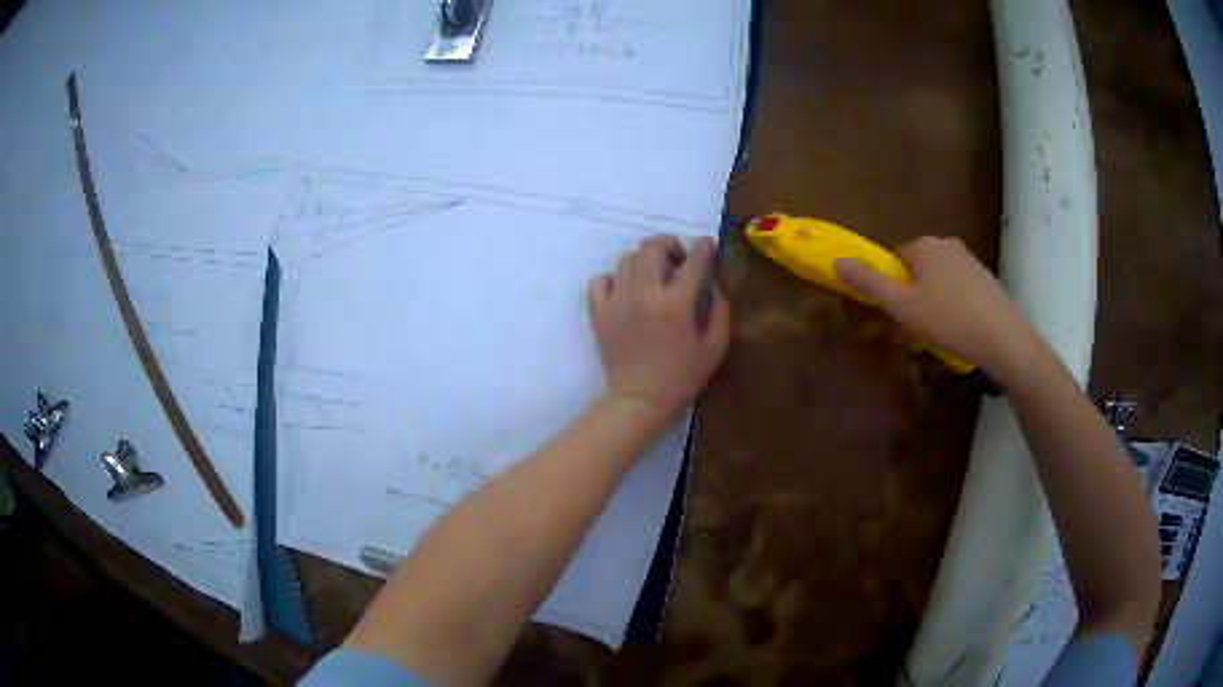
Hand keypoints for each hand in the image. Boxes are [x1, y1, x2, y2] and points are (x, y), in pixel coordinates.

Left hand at [589, 235, 730, 423]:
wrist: (640, 400)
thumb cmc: (682, 376)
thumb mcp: (716, 346)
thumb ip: (719, 308)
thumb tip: (712, 280)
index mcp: (676, 303)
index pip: (693, 260)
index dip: (703, 247)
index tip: (706, 244)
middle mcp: (645, 294)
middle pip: (652, 247)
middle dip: (669, 244)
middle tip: (677, 259)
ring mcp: (617, 301)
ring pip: (627, 259)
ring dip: (644, 260)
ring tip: (653, 276)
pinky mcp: (598, 312)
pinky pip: (599, 280)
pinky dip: (613, 278)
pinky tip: (625, 290)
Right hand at [835, 236, 1044, 377]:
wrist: (1003, 338)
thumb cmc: (949, 320)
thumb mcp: (903, 306)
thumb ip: (870, 282)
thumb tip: (838, 260)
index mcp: (924, 245)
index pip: (895, 260)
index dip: (892, 289)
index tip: (898, 317)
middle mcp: (946, 245)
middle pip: (917, 273)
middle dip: (912, 303)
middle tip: (916, 336)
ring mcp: (969, 261)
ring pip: (937, 285)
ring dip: (931, 310)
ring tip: (937, 340)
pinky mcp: (985, 280)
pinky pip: (957, 292)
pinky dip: (953, 311)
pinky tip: (958, 334)